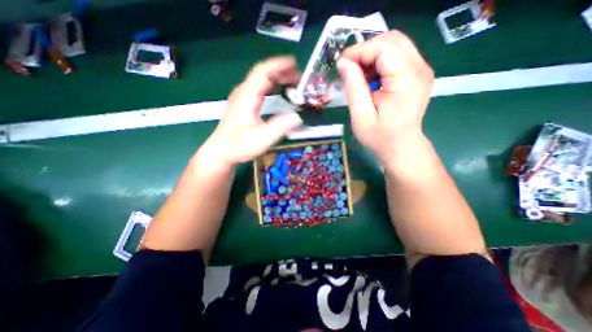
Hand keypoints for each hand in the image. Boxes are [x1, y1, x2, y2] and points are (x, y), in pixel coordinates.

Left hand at [196, 58, 301, 169]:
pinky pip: (259, 89)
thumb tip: (298, 118)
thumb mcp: (263, 138)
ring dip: (277, 78)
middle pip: (262, 73)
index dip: (279, 65)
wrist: (221, 152)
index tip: (295, 63)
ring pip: (260, 80)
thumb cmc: (239, 146)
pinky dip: (271, 86)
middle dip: (281, 72)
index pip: (263, 72)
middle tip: (299, 77)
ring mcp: (242, 98)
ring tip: (292, 83)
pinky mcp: (243, 105)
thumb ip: (281, 127)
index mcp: (247, 96)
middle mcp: (243, 92)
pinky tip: (278, 92)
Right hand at [338, 30, 433, 164]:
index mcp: (406, 80)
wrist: (401, 146)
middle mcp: (419, 68)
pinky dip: (380, 62)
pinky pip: (398, 56)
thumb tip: (343, 63)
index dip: (359, 51)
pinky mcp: (418, 74)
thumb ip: (353, 88)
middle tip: (349, 69)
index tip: (341, 63)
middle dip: (366, 50)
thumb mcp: (361, 116)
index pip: (383, 48)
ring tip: (359, 76)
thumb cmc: (379, 137)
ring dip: (372, 55)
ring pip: (395, 45)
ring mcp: (421, 70)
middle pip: (392, 40)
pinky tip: (371, 79)